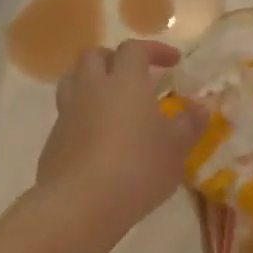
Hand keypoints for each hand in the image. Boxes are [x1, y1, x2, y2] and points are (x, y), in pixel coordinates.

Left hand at [37, 41, 206, 236]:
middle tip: (133, 76)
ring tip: (109, 101)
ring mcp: (67, 113)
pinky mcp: (53, 139)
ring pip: (72, 81)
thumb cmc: (137, 168)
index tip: (172, 62)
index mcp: (124, 81)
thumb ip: (188, 125)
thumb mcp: (175, 149)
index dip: (153, 50)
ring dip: (90, 82)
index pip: (134, 49)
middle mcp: (91, 88)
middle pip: (94, 56)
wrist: (80, 203)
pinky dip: (81, 116)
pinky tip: (97, 139)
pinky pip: (66, 114)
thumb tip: (200, 109)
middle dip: (114, 59)